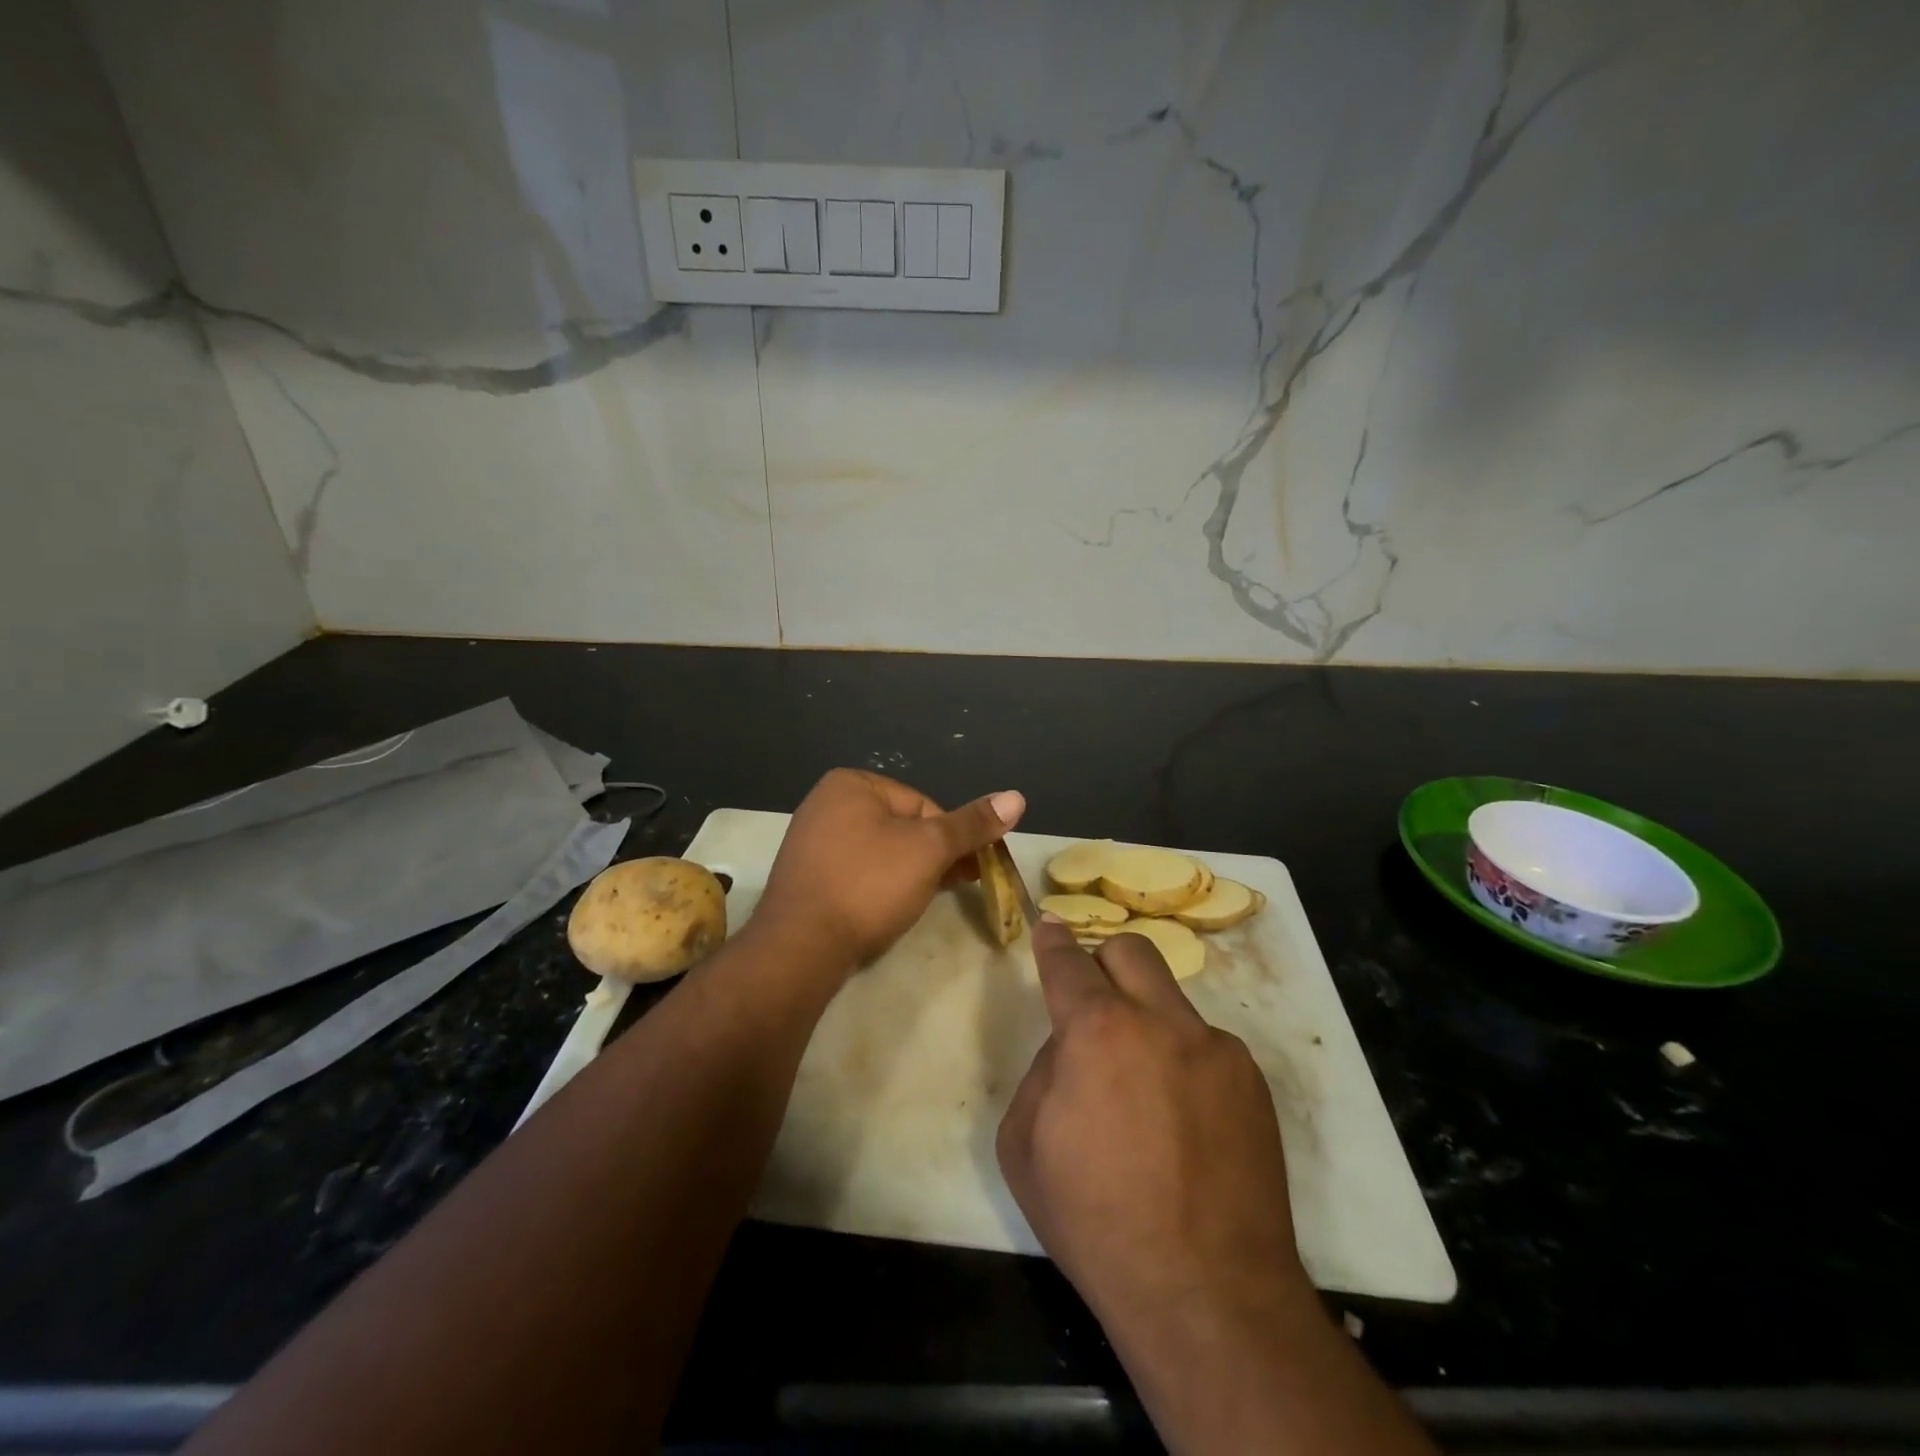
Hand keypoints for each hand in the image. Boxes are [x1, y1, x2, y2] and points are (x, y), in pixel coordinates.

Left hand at [755, 769, 1024, 971]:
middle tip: (949, 888)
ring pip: (880, 852)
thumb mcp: (930, 849)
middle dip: (929, 857)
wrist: (800, 947)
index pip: (923, 805)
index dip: (949, 839)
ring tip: (917, 903)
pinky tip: (884, 910)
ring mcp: (810, 841)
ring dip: (907, 874)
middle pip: (902, 826)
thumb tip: (1017, 796)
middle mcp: (825, 803)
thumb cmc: (869, 884)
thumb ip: (972, 824)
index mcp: (851, 783)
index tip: (964, 871)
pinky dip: (876, 887)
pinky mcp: (805, 877)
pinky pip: (856, 872)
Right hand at [997, 919, 1308, 1343]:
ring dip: (1147, 1024)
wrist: (1208, 1296)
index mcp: (1097, 1031)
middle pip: (1131, 950)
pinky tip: (1185, 1125)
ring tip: (1146, 1094)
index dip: (1053, 940)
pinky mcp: (1252, 1081)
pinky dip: (1184, 1064)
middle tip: (1094, 1004)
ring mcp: (1215, 1049)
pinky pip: (1205, 1048)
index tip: (1050, 927)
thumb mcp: (1025, 1147)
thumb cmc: (1096, 1222)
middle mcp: (1161, 1022)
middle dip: (1103, 961)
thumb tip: (1071, 1047)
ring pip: (1171, 1001)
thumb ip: (1043, 1073)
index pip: (1068, 961)